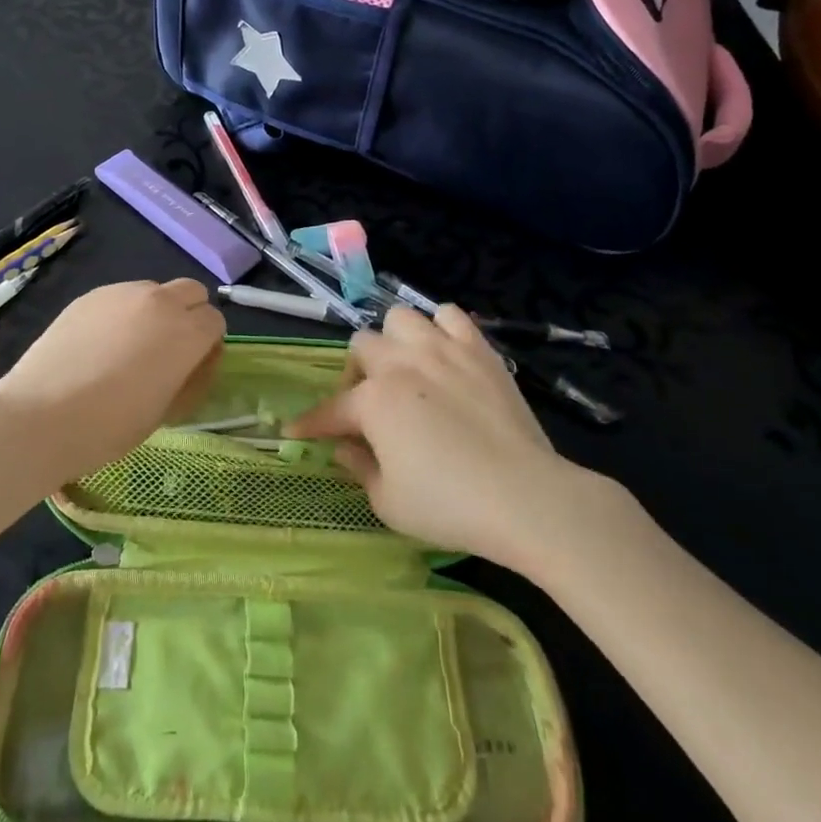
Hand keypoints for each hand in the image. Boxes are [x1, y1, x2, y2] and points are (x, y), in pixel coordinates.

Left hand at [0, 279, 223, 486]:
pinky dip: (121, 314)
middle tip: (168, 350)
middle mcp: (160, 301)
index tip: (191, 367)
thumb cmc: (111, 426)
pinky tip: (98, 345)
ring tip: (128, 348)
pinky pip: (120, 297)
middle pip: (191, 292)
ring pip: (154, 291)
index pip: (215, 321)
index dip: (207, 344)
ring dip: (154, 312)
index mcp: (186, 332)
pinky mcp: (91, 295)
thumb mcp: (166, 410)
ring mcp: (122, 292)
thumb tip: (195, 360)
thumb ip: (189, 376)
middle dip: (189, 315)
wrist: (42, 415)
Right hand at [286, 305, 587, 563]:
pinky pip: (450, 315)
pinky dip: (441, 328)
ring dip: (395, 341)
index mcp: (374, 400)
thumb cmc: (450, 506)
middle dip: (357, 373)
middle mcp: (401, 363)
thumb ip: (359, 468)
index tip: (294, 431)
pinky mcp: (479, 349)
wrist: (526, 497)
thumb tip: (344, 447)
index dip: (310, 423)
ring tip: (406, 369)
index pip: (330, 409)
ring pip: (400, 318)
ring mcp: (442, 349)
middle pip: (362, 346)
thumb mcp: (388, 503)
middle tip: (370, 404)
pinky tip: (444, 354)